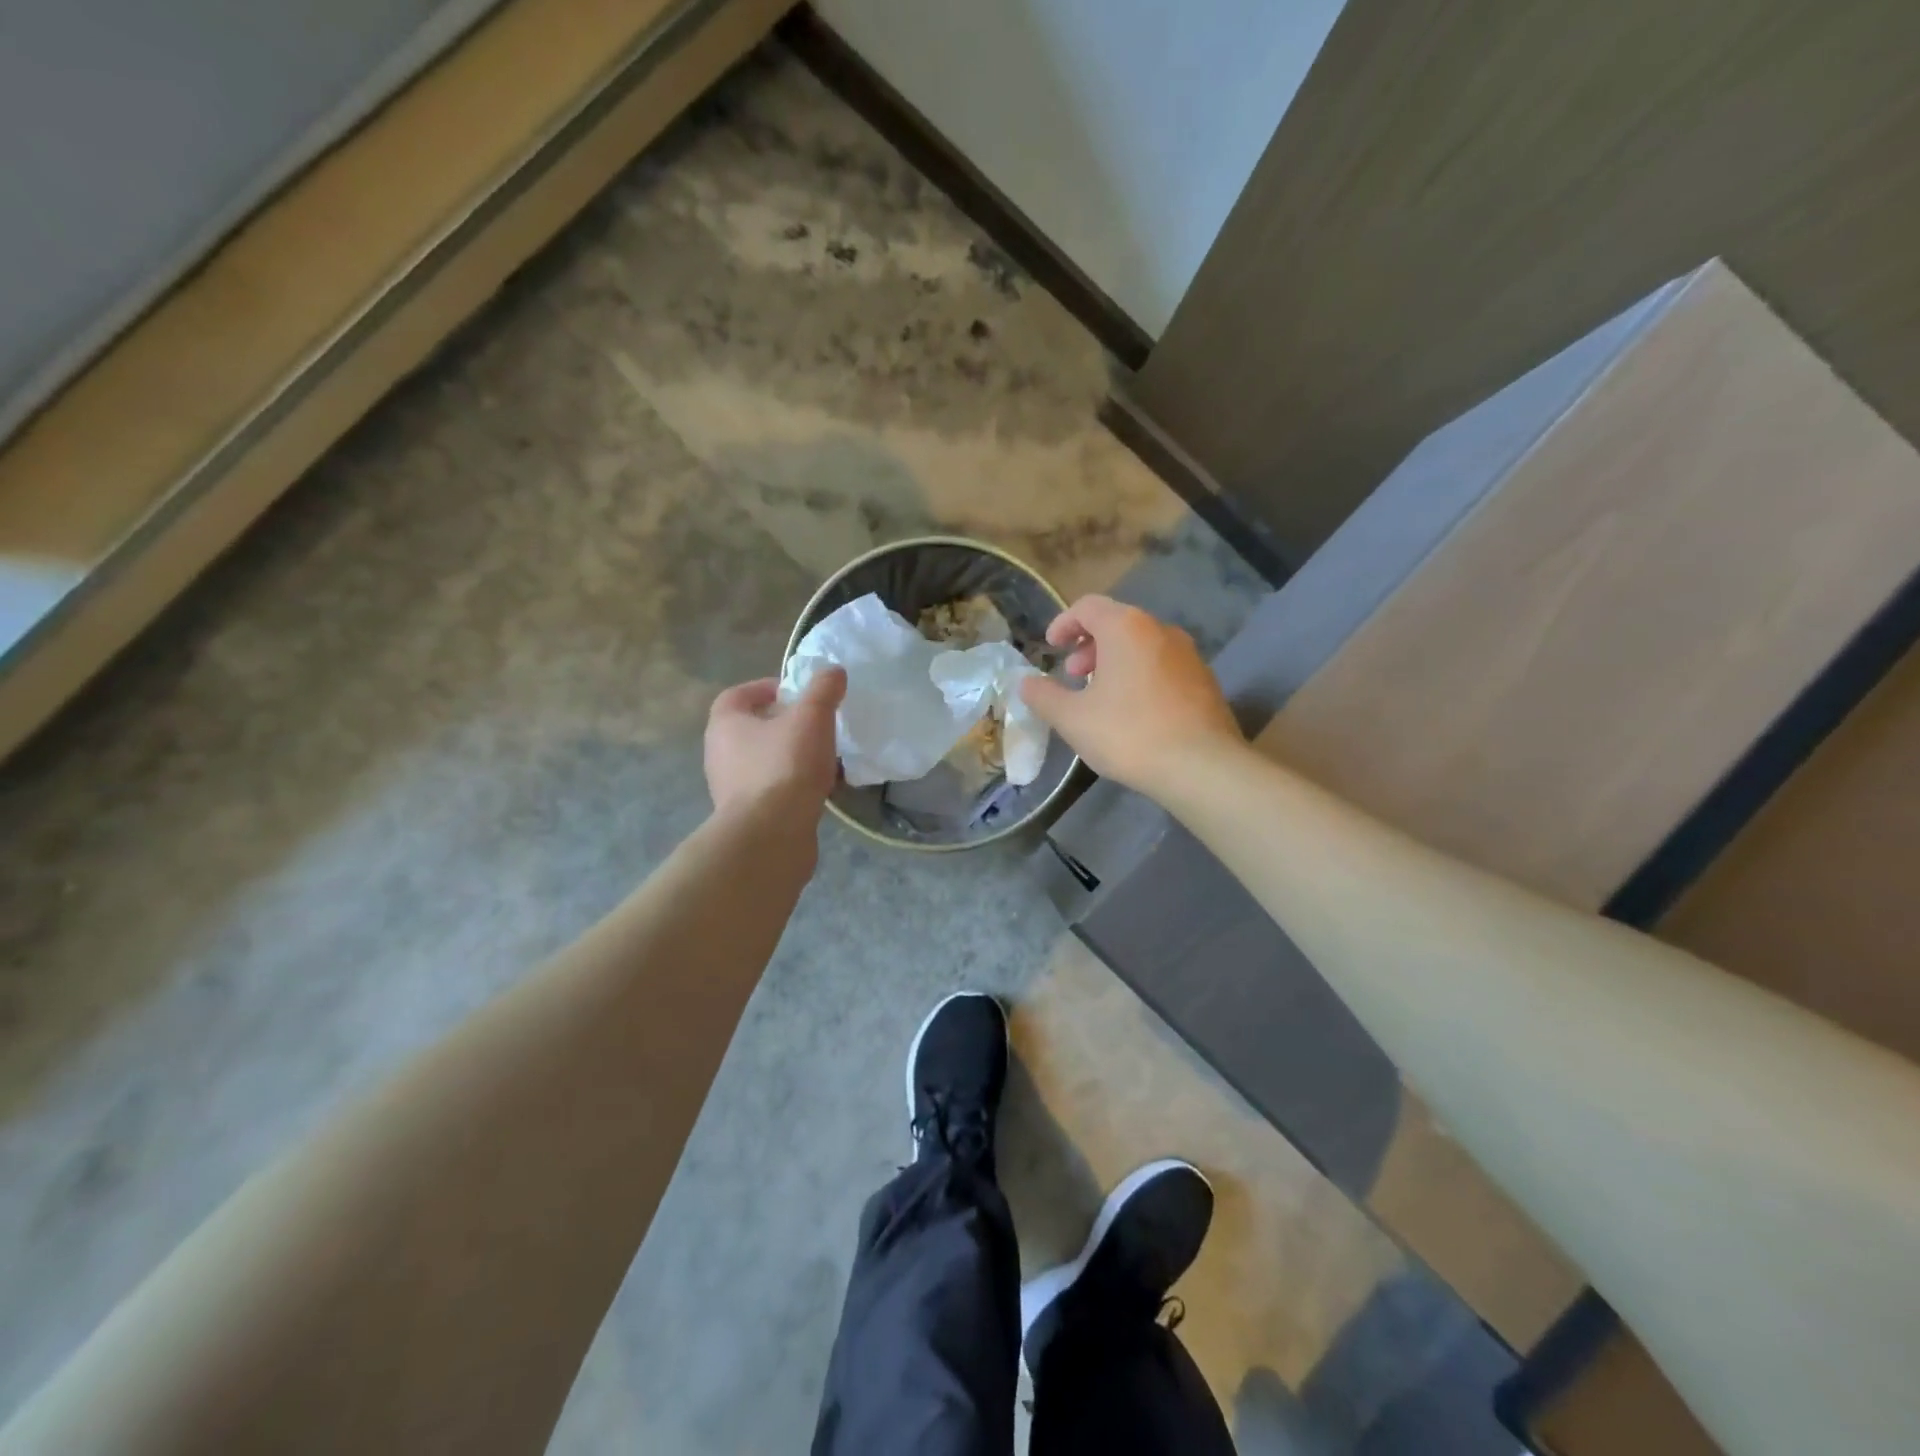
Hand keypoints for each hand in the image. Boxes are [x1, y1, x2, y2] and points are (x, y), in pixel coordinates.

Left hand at [704, 669, 845, 821]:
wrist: (771, 837)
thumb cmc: (785, 767)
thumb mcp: (811, 718)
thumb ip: (823, 690)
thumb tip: (833, 671)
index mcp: (725, 724)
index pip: (738, 695)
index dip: (766, 688)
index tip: (797, 693)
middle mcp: (720, 754)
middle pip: (751, 729)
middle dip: (783, 724)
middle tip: (815, 723)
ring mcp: (732, 788)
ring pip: (764, 761)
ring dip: (790, 755)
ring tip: (823, 756)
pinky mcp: (748, 817)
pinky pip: (773, 790)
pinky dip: (794, 785)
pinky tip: (820, 789)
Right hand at [1019, 596, 1241, 794]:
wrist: (1201, 766)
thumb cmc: (1128, 733)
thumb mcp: (1072, 719)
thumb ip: (1044, 696)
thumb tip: (1025, 683)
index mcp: (1126, 627)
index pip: (1087, 606)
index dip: (1063, 623)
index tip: (1051, 647)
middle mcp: (1160, 630)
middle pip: (1117, 623)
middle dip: (1088, 645)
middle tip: (1073, 675)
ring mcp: (1188, 654)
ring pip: (1141, 645)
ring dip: (1114, 662)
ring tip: (1101, 696)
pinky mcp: (1204, 680)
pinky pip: (1162, 665)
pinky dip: (1140, 675)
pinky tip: (1133, 712)